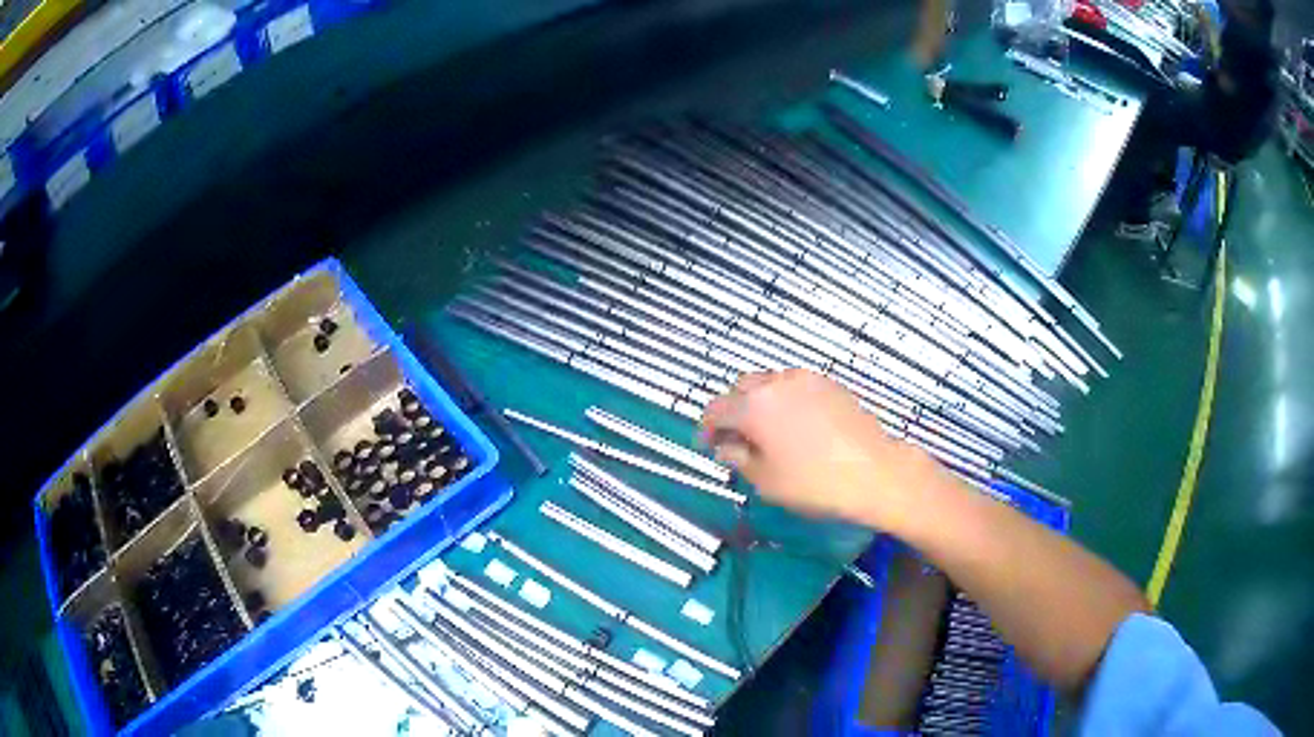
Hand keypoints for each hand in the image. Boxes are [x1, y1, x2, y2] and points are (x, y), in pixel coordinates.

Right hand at [700, 370, 945, 526]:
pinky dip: (786, 401)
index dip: (706, 429)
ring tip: (769, 432)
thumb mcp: (767, 481)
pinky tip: (797, 427)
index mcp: (755, 406)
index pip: (716, 410)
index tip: (707, 447)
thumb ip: (739, 458)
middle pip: (741, 388)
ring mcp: (806, 379)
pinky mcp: (830, 384)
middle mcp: (777, 383)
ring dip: (760, 403)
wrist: (876, 472)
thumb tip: (726, 447)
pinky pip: (796, 387)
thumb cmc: (815, 483)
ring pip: (770, 383)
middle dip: (733, 411)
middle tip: (737, 439)